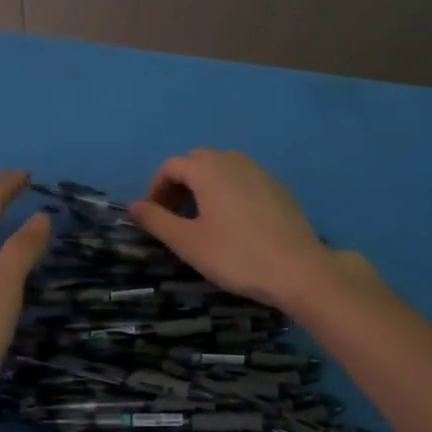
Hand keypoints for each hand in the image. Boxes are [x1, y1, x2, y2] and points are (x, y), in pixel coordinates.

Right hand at [129, 149, 336, 309]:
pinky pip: (243, 181)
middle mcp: (234, 161)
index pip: (171, 166)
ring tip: (201, 220)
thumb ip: (156, 220)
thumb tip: (133, 206)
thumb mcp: (187, 242)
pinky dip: (228, 193)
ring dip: (203, 187)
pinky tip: (233, 224)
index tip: (153, 215)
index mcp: (208, 169)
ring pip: (222, 169)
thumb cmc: (236, 255)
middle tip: (173, 217)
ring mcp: (260, 172)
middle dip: (179, 185)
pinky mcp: (279, 189)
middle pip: (197, 162)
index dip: (156, 188)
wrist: (298, 270)